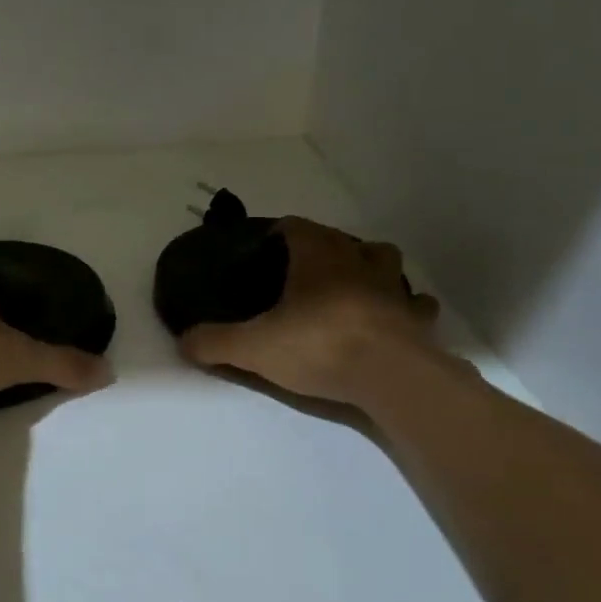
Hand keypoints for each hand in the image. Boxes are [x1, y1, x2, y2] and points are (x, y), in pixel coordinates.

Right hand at [177, 216, 446, 406]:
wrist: (390, 375)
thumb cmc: (319, 346)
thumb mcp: (254, 347)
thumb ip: (216, 342)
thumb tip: (183, 340)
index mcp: (317, 256)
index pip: (295, 226)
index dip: (279, 231)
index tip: (265, 246)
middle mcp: (357, 260)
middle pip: (341, 239)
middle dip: (324, 248)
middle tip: (303, 271)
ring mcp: (393, 287)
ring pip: (384, 260)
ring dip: (369, 266)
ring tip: (353, 285)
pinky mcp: (417, 317)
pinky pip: (415, 303)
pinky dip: (406, 306)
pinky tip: (395, 318)